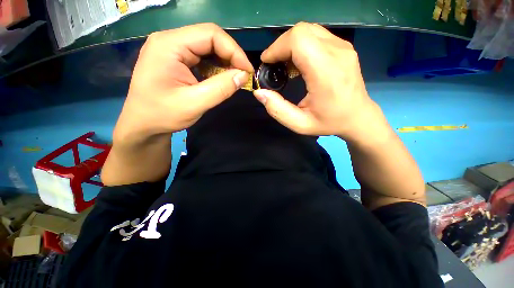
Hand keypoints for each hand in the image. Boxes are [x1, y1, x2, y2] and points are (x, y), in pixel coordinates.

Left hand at [114, 23, 252, 145]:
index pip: (210, 34)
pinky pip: (202, 57)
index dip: (234, 51)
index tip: (247, 71)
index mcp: (169, 45)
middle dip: (231, 56)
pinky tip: (221, 79)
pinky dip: (215, 67)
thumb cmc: (163, 115)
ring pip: (207, 47)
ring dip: (224, 62)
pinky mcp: (176, 59)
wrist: (143, 124)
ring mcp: (172, 49)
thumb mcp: (195, 103)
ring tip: (234, 78)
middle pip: (209, 38)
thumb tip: (244, 76)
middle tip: (243, 75)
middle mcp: (170, 40)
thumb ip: (221, 88)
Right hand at [254, 22, 382, 140]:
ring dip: (291, 45)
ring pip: (309, 31)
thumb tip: (259, 92)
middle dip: (281, 45)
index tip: (267, 62)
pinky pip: (317, 36)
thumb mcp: (299, 124)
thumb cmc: (329, 122)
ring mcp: (343, 47)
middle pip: (302, 31)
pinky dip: (302, 45)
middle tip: (274, 65)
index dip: (277, 47)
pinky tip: (299, 64)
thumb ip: (277, 110)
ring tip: (286, 65)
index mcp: (326, 73)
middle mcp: (337, 53)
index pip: (298, 40)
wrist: (357, 116)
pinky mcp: (344, 47)